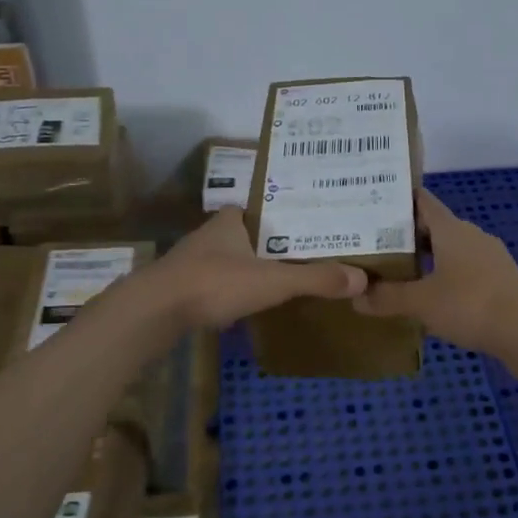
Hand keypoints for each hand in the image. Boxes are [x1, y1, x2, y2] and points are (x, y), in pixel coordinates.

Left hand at [151, 206, 366, 328]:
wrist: (155, 311)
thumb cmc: (215, 283)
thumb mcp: (274, 281)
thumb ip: (316, 279)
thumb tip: (362, 278)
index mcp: (231, 219)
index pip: (264, 207)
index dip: (286, 214)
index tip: (311, 226)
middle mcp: (211, 233)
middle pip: (250, 234)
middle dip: (273, 244)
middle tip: (308, 254)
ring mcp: (193, 259)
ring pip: (232, 258)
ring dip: (253, 266)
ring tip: (286, 278)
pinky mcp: (182, 286)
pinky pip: (218, 281)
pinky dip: (235, 288)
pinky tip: (250, 302)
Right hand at [352, 188, 517, 355]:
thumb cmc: (470, 304)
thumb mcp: (421, 302)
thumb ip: (387, 297)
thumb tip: (356, 296)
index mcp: (451, 229)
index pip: (421, 201)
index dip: (397, 199)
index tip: (372, 204)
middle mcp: (471, 236)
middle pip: (433, 227)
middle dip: (405, 235)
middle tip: (373, 245)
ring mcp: (489, 258)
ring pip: (450, 251)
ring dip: (426, 259)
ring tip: (397, 274)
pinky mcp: (500, 282)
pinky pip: (464, 272)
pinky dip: (445, 279)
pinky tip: (430, 299)